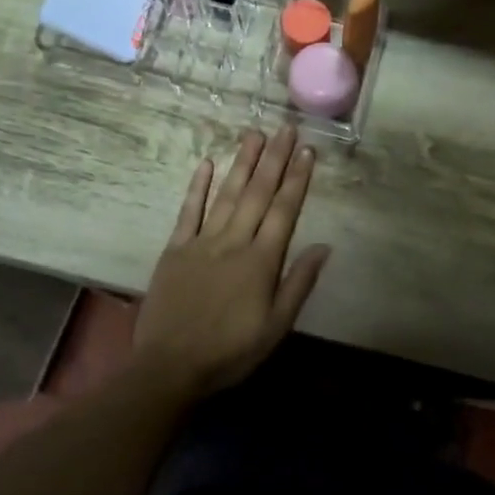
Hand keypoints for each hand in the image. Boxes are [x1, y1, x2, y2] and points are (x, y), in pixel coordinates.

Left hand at [131, 126, 332, 397]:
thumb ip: (299, 283)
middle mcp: (234, 242)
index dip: (297, 180)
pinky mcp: (175, 249)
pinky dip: (199, 187)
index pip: (285, 211)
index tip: (308, 151)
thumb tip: (324, 247)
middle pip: (258, 194)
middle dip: (274, 159)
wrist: (170, 366)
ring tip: (255, 134)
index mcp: (261, 261)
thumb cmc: (230, 351)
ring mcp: (202, 242)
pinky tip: (208, 163)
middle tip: (286, 128)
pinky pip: (189, 211)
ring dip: (243, 163)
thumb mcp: (276, 327)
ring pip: (227, 195)